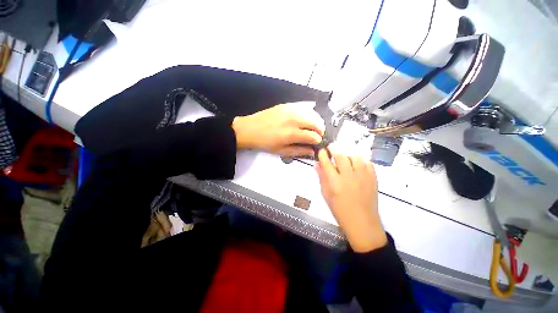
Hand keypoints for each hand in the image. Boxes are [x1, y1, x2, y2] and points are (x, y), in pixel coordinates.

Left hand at [232, 102, 324, 156]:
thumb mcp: (281, 151)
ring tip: (314, 126)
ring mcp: (290, 110)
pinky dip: (309, 112)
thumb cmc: (265, 143)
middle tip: (319, 134)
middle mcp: (293, 120)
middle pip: (315, 122)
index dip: (318, 139)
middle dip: (321, 129)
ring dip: (316, 120)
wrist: (249, 129)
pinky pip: (302, 106)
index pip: (313, 135)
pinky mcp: (286, 105)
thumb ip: (299, 151)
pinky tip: (307, 117)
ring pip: (311, 113)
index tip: (318, 142)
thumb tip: (312, 151)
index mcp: (291, 134)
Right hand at [315, 149, 386, 251]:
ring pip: (355, 156)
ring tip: (344, 154)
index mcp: (335, 182)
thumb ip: (321, 178)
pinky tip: (356, 162)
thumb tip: (316, 164)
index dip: (323, 154)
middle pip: (341, 156)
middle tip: (331, 147)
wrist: (362, 223)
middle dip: (334, 149)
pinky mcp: (373, 178)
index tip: (321, 150)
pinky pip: (367, 162)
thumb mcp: (326, 195)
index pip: (327, 162)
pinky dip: (360, 160)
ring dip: (347, 153)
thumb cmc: (340, 210)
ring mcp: (363, 176)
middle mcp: (348, 176)